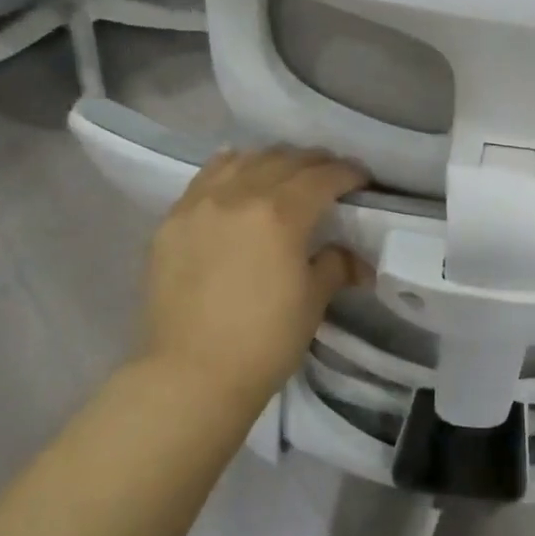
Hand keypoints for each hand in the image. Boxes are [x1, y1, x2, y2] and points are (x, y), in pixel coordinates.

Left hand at [138, 147, 368, 419]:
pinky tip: (239, 178)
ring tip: (285, 173)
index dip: (349, 173)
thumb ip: (335, 265)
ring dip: (273, 160)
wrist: (191, 375)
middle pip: (284, 160)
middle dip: (314, 162)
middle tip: (331, 175)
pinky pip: (206, 178)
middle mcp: (239, 196)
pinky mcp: (172, 221)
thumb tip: (352, 257)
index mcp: (281, 214)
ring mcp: (199, 205)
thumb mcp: (313, 301)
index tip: (363, 180)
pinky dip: (231, 169)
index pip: (323, 177)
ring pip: (243, 160)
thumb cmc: (264, 341)